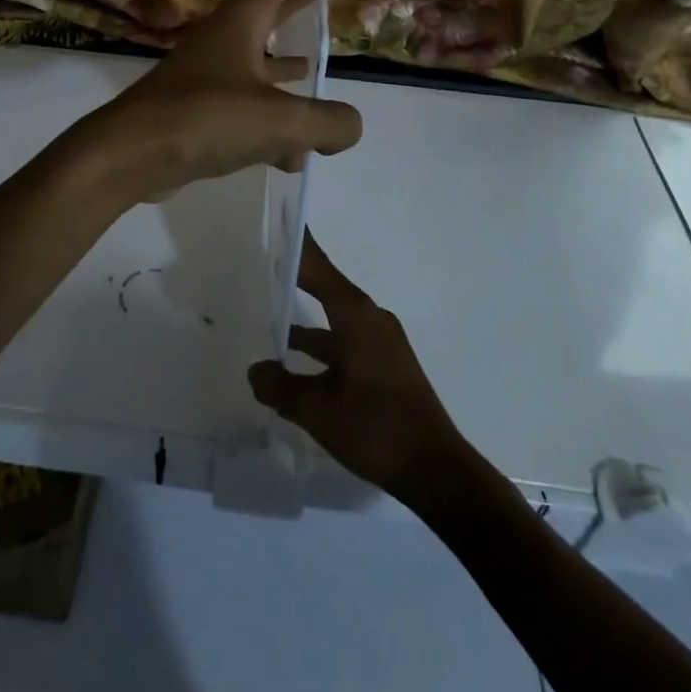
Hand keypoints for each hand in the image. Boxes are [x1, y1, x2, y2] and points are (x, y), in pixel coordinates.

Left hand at [86, 0, 372, 200]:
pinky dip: (273, 123)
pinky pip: (248, 105)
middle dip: (306, 1)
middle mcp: (227, 36)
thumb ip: (327, 122)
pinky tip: (293, 157)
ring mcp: (210, 71)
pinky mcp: (201, 107)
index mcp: (244, 18)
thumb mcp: (278, 120)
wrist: (127, 155)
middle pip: (274, 4)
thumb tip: (350, 127)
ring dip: (289, 65)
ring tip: (316, 74)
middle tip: (335, 1)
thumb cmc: (202, 119)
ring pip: (261, 58)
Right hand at [248, 233, 466, 500]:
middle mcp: (369, 319)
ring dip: (303, 319)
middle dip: (294, 276)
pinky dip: (319, 345)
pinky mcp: (383, 364)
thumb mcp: (318, 410)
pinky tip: (293, 364)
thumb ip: (281, 387)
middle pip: (325, 287)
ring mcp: (379, 342)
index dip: (296, 244)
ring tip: (264, 317)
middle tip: (260, 263)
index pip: (318, 267)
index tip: (275, 220)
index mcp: (356, 315)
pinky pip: (343, 340)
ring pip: (332, 319)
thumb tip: (254, 370)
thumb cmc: (376, 428)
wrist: (436, 470)